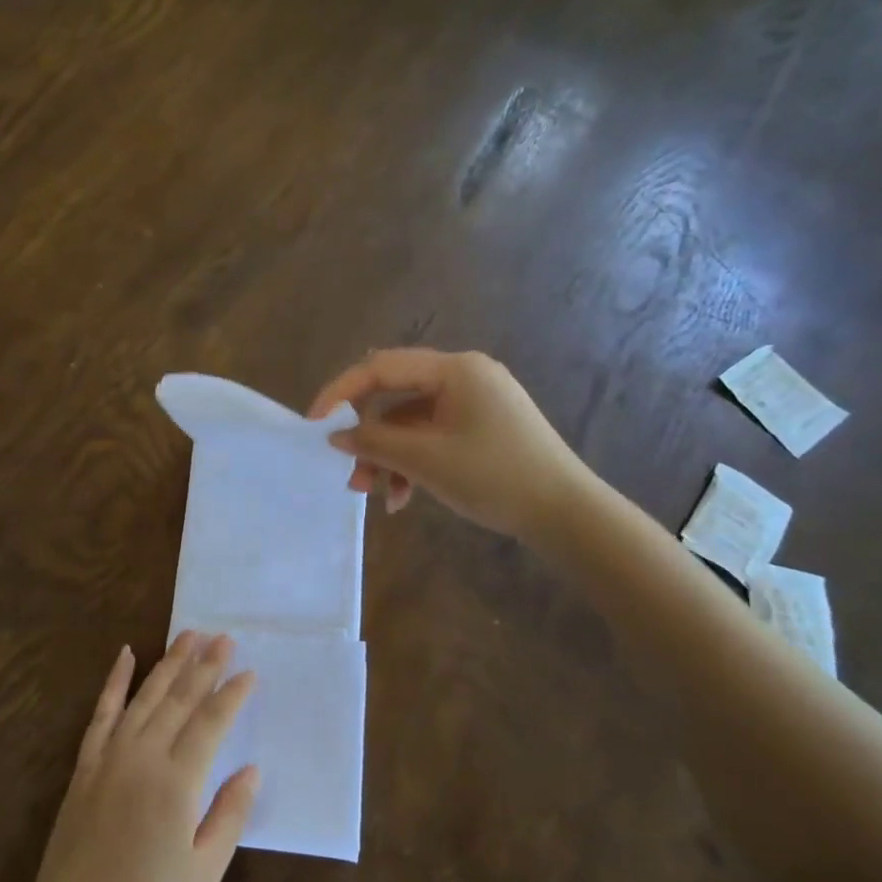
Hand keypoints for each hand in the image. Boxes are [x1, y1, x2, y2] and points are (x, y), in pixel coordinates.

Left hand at [22, 633, 259, 881]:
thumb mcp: (204, 873)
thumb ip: (229, 815)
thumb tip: (250, 769)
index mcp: (176, 782)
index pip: (210, 723)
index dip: (231, 694)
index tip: (249, 671)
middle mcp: (143, 756)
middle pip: (180, 699)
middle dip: (205, 666)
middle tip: (224, 637)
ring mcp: (110, 756)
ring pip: (145, 696)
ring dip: (169, 663)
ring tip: (189, 635)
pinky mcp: (86, 765)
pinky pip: (102, 712)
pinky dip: (115, 681)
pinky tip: (126, 654)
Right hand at [308, 348, 591, 540]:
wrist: (566, 513)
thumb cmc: (495, 477)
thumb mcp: (426, 460)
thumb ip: (374, 442)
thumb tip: (336, 435)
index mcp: (455, 369)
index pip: (381, 367)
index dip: (341, 393)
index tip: (314, 425)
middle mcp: (464, 376)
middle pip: (395, 397)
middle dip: (368, 437)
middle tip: (352, 474)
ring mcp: (475, 402)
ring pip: (411, 422)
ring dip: (388, 457)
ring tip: (377, 495)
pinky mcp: (481, 427)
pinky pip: (432, 436)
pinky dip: (413, 462)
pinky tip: (404, 499)